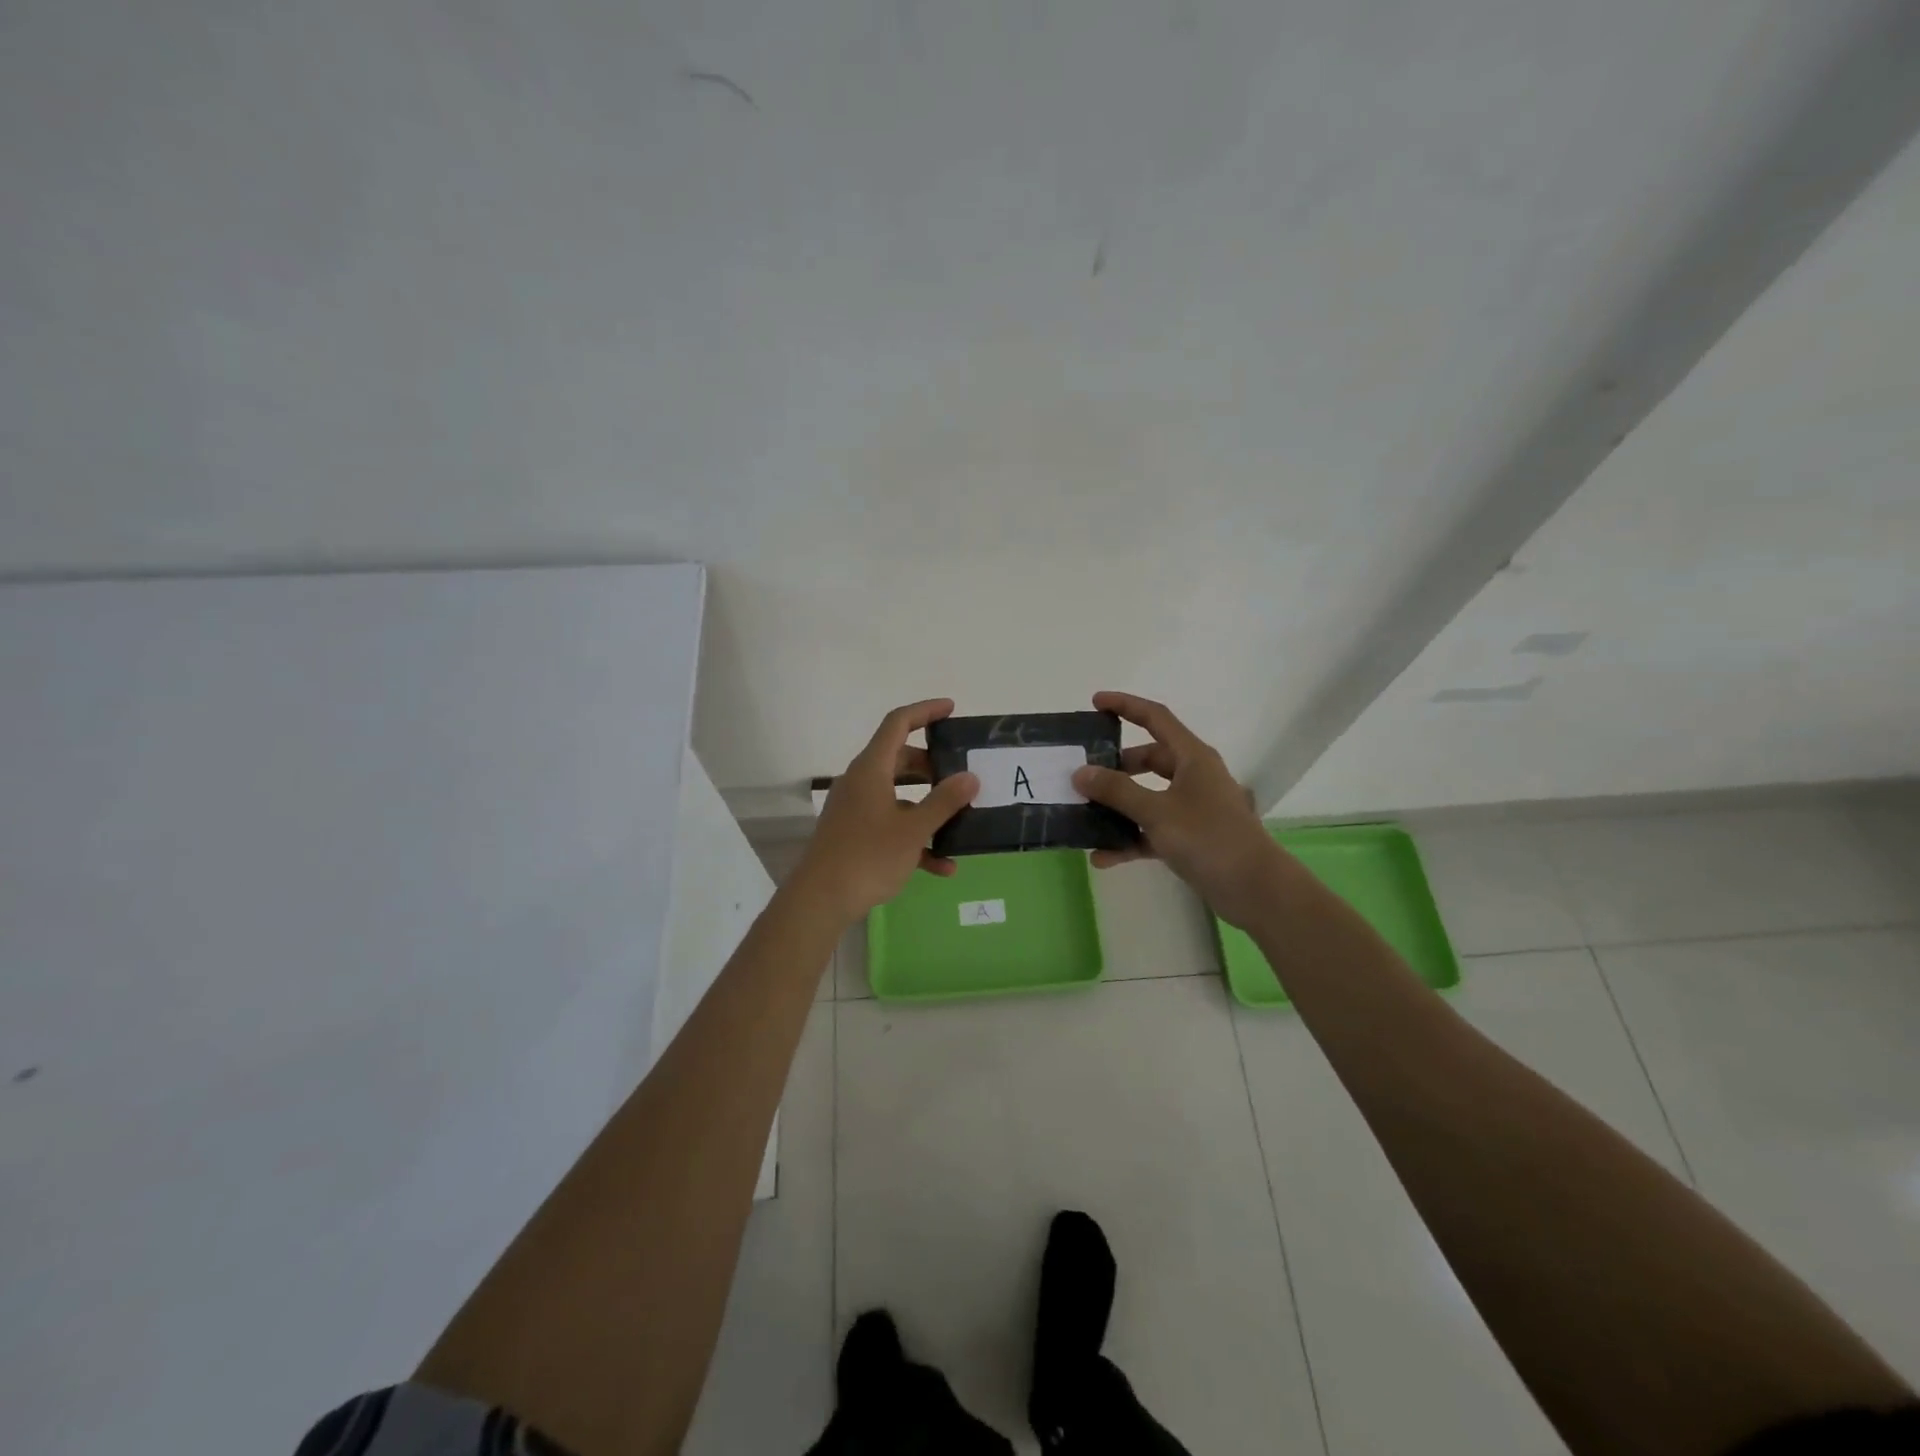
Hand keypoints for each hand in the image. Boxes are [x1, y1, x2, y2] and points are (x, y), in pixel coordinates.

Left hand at [795, 698, 979, 922]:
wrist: (820, 900)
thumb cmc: (867, 857)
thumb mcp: (913, 829)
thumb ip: (944, 802)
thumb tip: (970, 776)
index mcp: (871, 769)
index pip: (897, 723)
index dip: (925, 711)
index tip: (951, 709)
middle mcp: (861, 782)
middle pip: (899, 759)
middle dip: (932, 765)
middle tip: (960, 773)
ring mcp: (855, 809)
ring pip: (898, 795)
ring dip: (928, 806)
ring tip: (959, 820)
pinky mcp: (854, 834)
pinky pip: (890, 825)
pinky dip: (915, 837)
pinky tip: (942, 866)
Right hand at [1071, 691, 1286, 926]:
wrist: (1254, 888)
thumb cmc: (1208, 838)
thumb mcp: (1157, 811)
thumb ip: (1117, 791)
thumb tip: (1080, 772)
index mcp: (1192, 757)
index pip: (1155, 718)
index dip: (1125, 706)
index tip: (1095, 703)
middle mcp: (1193, 777)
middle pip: (1148, 760)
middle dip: (1116, 766)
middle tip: (1084, 774)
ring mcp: (1192, 808)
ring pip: (1147, 797)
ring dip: (1118, 807)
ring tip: (1084, 815)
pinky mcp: (1189, 838)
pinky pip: (1151, 831)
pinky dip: (1129, 840)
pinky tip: (1101, 857)